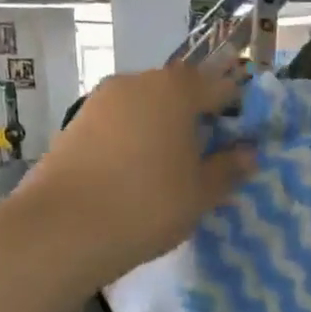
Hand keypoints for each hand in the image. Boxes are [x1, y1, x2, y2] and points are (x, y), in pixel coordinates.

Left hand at [22, 64, 253, 284]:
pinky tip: (134, 176)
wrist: (61, 229)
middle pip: (180, 92)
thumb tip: (248, 153)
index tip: (241, 144)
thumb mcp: (200, 193)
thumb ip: (228, 168)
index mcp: (175, 88)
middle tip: (206, 161)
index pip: (221, 87)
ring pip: (146, 108)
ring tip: (169, 172)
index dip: (237, 113)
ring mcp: (100, 100)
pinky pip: (119, 124)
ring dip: (162, 130)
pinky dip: (133, 141)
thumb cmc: (147, 204)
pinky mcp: (75, 123)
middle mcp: (137, 81)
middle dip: (197, 120)